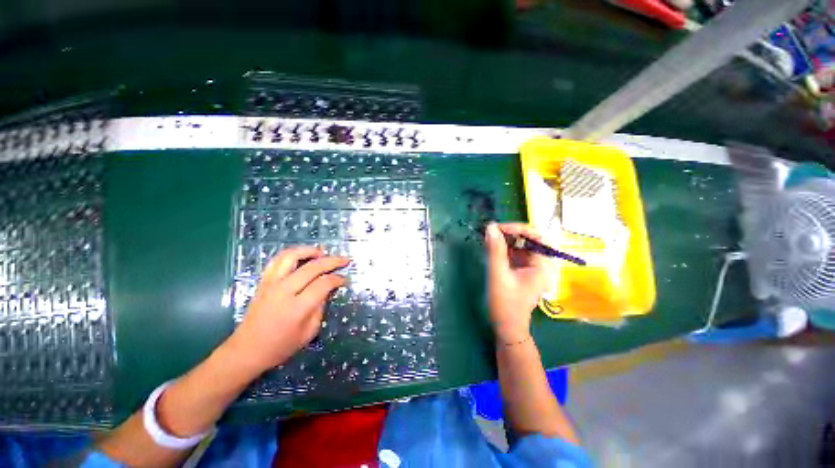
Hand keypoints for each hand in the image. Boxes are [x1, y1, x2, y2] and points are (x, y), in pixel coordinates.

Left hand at [227, 246, 348, 372]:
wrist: (246, 350)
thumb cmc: (280, 346)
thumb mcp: (309, 332)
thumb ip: (320, 308)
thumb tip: (327, 290)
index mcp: (297, 308)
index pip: (323, 284)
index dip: (338, 279)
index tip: (345, 279)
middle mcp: (284, 291)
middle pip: (312, 267)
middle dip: (332, 261)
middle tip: (344, 260)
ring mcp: (271, 284)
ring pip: (291, 256)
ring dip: (309, 250)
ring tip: (322, 253)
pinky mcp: (263, 282)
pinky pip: (277, 260)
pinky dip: (292, 253)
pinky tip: (301, 256)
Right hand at [485, 223, 555, 343]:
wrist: (506, 327)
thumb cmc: (505, 304)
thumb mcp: (498, 275)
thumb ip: (495, 250)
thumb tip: (490, 227)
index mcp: (542, 266)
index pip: (536, 237)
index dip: (518, 228)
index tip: (498, 228)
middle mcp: (540, 264)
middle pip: (529, 240)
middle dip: (510, 233)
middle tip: (492, 232)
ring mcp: (531, 267)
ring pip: (521, 245)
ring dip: (506, 240)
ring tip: (489, 238)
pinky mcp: (522, 270)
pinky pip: (515, 253)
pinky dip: (504, 248)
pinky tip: (492, 248)